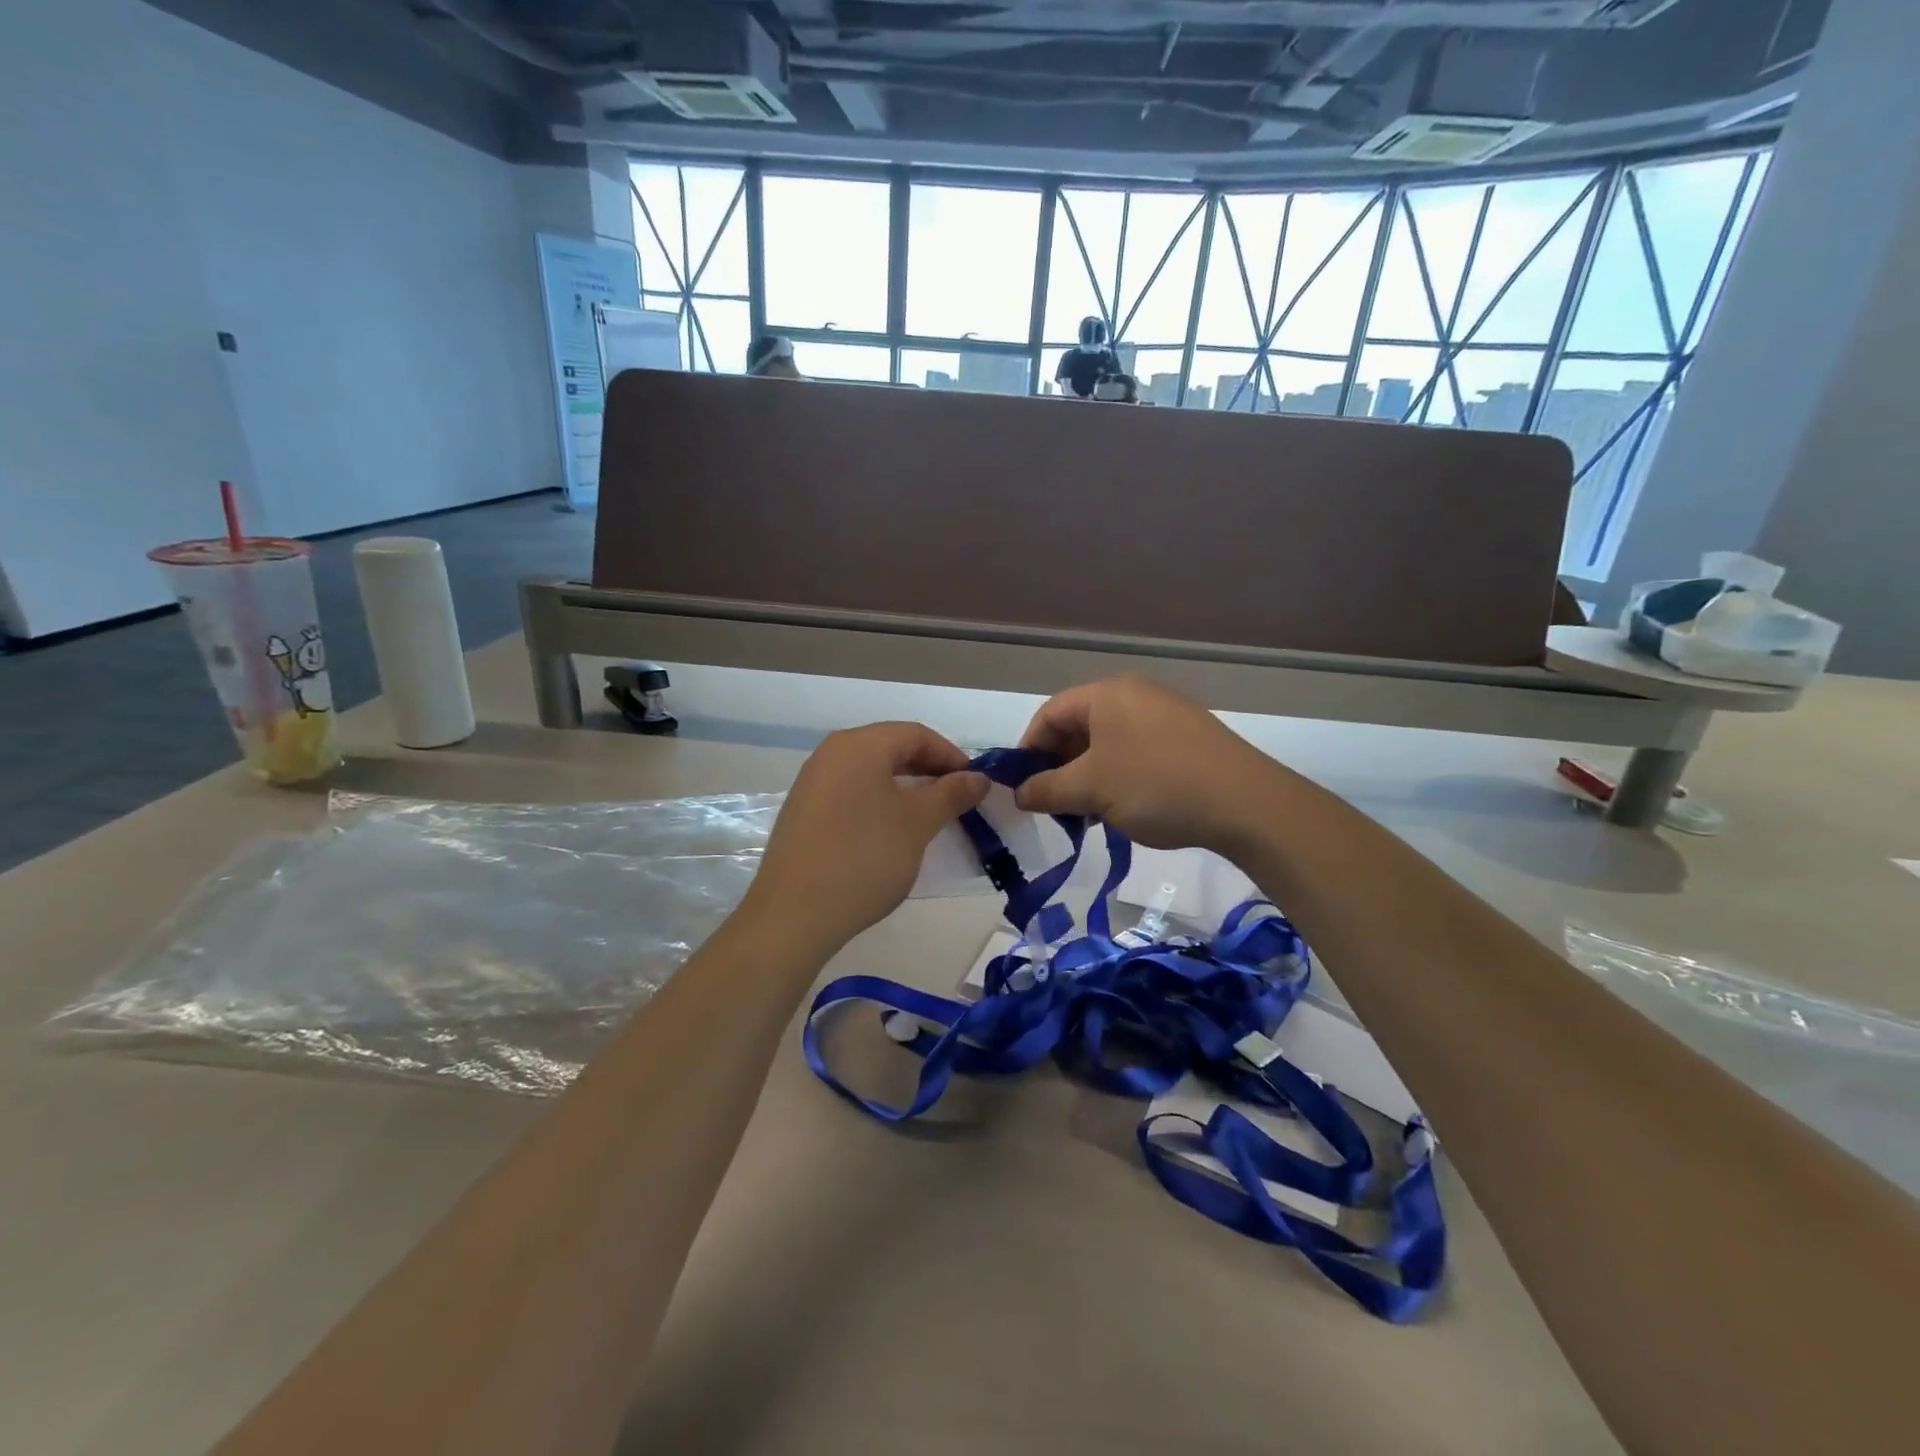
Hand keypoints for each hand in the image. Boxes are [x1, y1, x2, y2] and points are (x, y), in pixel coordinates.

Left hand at [746, 722, 988, 954]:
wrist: (795, 913)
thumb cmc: (865, 856)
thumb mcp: (918, 823)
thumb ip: (951, 793)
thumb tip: (979, 777)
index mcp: (859, 745)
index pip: (916, 734)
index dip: (951, 755)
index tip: (975, 783)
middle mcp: (831, 753)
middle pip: (890, 747)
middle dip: (928, 769)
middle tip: (957, 799)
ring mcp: (812, 781)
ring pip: (870, 771)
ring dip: (904, 786)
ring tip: (929, 815)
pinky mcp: (803, 811)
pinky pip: (850, 791)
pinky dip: (878, 801)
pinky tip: (890, 831)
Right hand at [1014, 676, 1285, 852]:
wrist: (1246, 803)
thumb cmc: (1156, 785)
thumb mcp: (1091, 790)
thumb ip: (1046, 789)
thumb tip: (1019, 793)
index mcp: (1107, 694)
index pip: (1049, 714)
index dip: (1028, 750)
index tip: (1020, 787)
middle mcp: (1135, 694)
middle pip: (1079, 726)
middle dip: (1059, 766)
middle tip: (1052, 804)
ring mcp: (1165, 713)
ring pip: (1107, 742)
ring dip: (1087, 775)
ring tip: (1086, 813)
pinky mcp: (1187, 737)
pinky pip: (1135, 750)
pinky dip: (1117, 776)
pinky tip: (1122, 807)